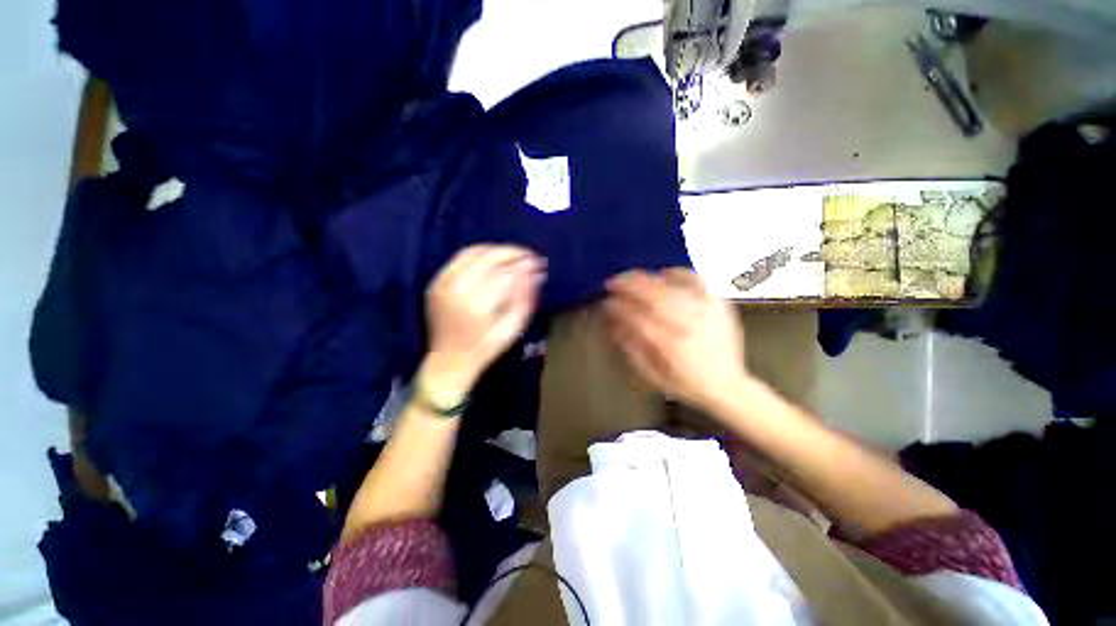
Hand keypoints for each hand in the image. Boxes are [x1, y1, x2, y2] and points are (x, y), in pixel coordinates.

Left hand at [422, 245, 545, 401]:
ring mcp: (443, 285)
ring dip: (496, 250)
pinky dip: (478, 253)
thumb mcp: (513, 328)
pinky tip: (491, 258)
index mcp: (478, 306)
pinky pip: (458, 258)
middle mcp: (458, 290)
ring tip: (512, 254)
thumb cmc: (486, 348)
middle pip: (488, 258)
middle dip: (511, 252)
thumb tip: (536, 273)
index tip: (538, 262)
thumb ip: (525, 298)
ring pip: (473, 253)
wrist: (449, 361)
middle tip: (528, 254)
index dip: (524, 265)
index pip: (506, 274)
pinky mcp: (436, 283)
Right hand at [604, 268, 748, 410]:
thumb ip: (631, 348)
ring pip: (670, 285)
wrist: (728, 384)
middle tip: (612, 283)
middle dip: (628, 286)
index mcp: (672, 347)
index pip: (638, 318)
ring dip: (645, 278)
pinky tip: (662, 274)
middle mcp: (689, 324)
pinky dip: (676, 273)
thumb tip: (613, 323)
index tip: (606, 303)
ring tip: (630, 277)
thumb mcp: (652, 375)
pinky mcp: (717, 303)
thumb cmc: (685, 383)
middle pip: (653, 296)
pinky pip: (695, 279)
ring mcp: (706, 310)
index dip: (619, 308)